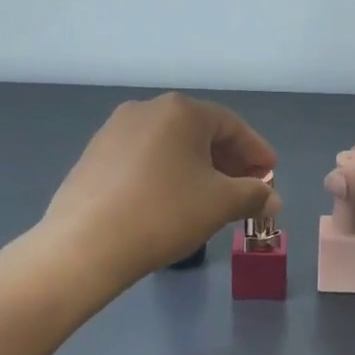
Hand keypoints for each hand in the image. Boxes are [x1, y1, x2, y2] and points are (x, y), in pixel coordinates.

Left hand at [40, 93, 279, 283]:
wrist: (83, 246)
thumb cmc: (163, 214)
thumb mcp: (220, 204)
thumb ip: (253, 195)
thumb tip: (272, 199)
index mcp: (182, 110)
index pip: (232, 125)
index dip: (256, 151)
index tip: (270, 175)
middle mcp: (148, 109)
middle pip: (200, 131)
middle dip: (228, 160)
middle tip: (245, 188)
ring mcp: (116, 129)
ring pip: (170, 144)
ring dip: (196, 166)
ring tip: (209, 197)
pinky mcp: (94, 154)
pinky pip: (144, 156)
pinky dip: (166, 172)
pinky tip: (169, 200)